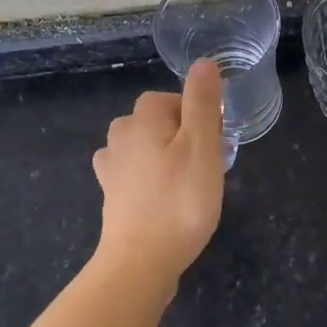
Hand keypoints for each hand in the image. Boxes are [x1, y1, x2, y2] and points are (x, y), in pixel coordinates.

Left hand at [92, 59, 225, 281]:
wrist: (140, 263)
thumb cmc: (179, 201)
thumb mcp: (202, 147)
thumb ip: (202, 102)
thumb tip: (203, 63)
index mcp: (141, 120)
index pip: (169, 98)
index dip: (196, 115)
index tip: (215, 142)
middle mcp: (119, 138)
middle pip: (155, 121)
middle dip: (182, 135)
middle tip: (206, 165)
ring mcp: (111, 169)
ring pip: (144, 147)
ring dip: (165, 156)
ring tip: (188, 182)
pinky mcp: (111, 197)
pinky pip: (134, 174)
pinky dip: (150, 179)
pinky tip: (164, 198)